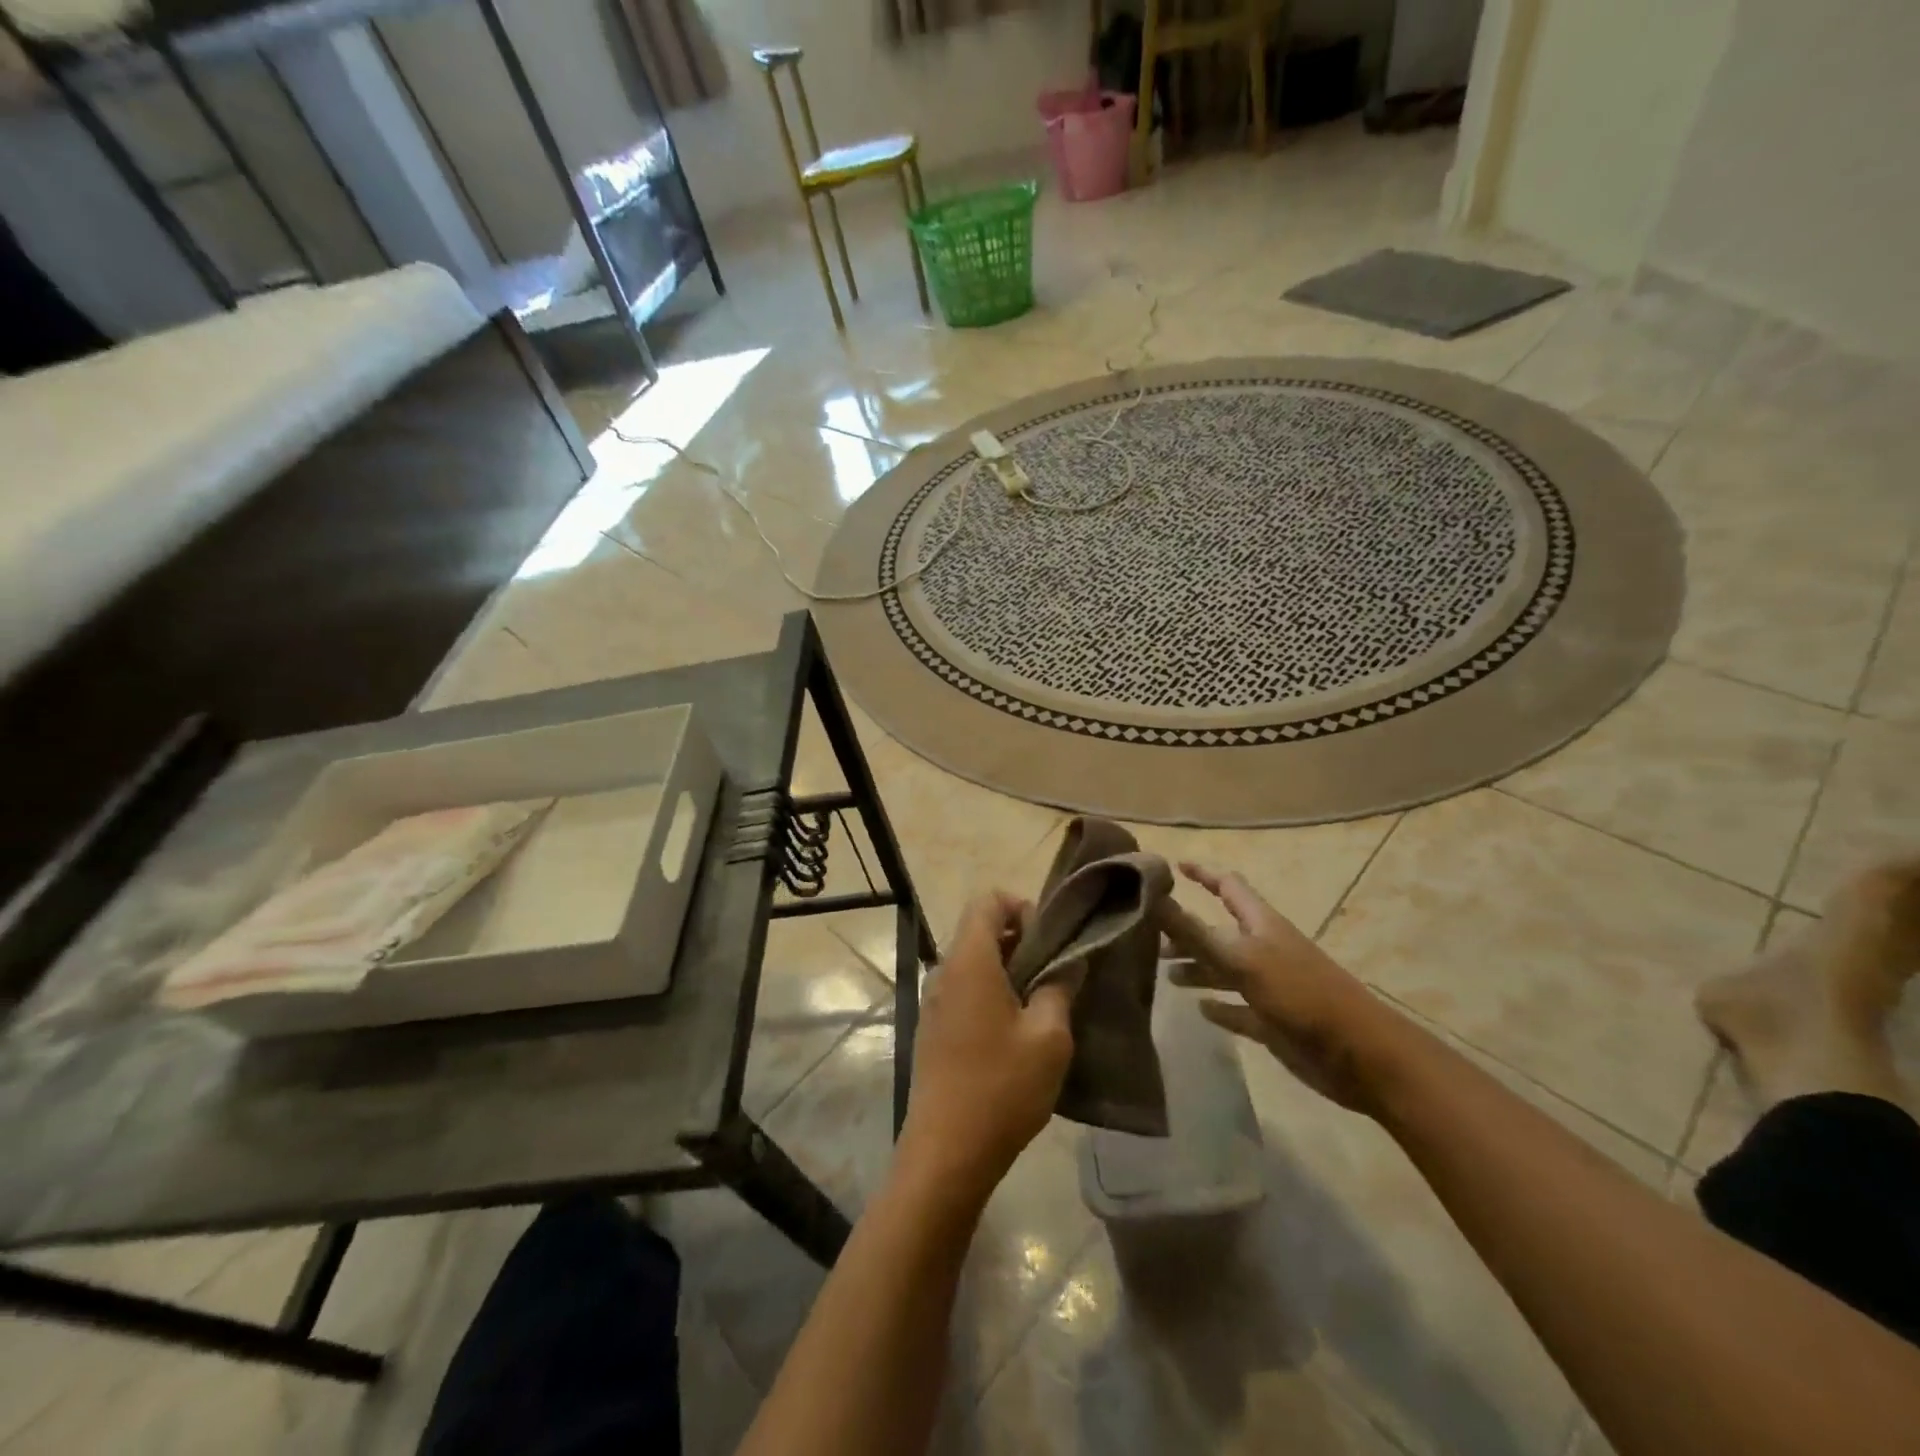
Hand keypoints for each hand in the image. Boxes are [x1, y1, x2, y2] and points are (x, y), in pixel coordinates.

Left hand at [896, 891, 1073, 1208]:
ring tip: (1042, 1008)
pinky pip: (964, 992)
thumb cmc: (1001, 1087)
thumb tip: (1068, 962)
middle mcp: (945, 971)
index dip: (1022, 907)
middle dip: (1020, 942)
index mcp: (970, 961)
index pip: (988, 900)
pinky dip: (991, 995)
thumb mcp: (1049, 1037)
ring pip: (974, 963)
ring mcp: (934, 1002)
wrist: (945, 1152)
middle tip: (1055, 977)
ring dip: (1008, 972)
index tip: (1049, 943)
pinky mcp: (933, 1029)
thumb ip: (1060, 988)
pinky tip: (1015, 1035)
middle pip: (980, 930)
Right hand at [1158, 862, 1395, 1113]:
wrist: (1358, 1055)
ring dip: (1197, 968)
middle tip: (1150, 938)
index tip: (1172, 866)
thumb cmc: (1299, 995)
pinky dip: (1219, 1007)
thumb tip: (1153, 896)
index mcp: (1260, 924)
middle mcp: (1263, 949)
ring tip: (1166, 975)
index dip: (1202, 873)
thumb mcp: (1241, 958)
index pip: (1227, 886)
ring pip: (1224, 970)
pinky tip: (1200, 1009)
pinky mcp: (1273, 1021)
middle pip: (1219, 932)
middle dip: (1187, 931)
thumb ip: (1195, 931)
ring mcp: (1269, 986)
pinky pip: (1238, 1009)